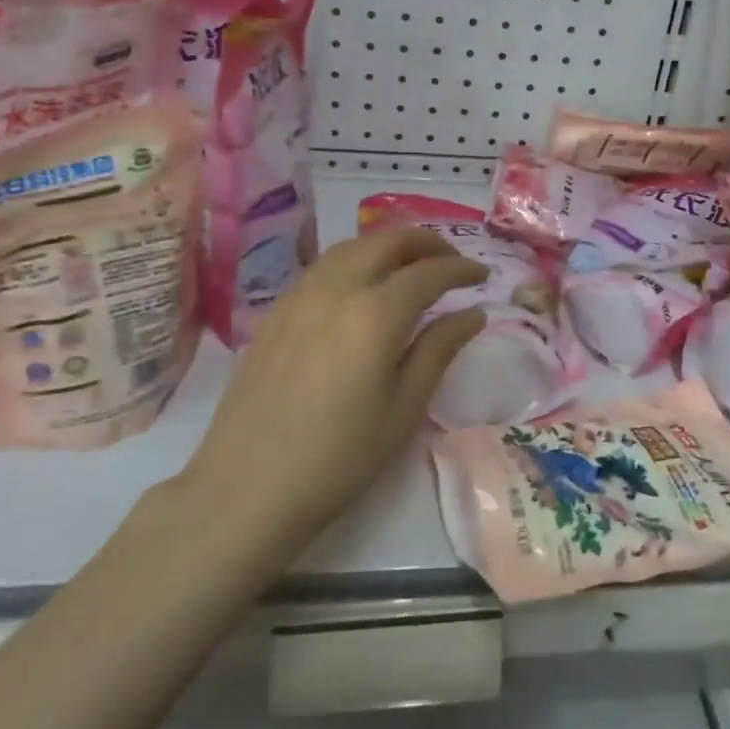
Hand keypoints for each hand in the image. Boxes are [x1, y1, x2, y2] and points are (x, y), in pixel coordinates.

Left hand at [177, 229, 488, 564]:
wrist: (247, 486)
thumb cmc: (339, 457)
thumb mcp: (403, 409)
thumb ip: (439, 350)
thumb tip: (472, 313)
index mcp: (376, 314)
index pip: (429, 272)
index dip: (461, 269)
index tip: (482, 276)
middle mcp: (338, 288)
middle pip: (388, 241)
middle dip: (426, 242)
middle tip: (451, 261)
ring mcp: (301, 294)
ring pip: (352, 246)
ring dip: (389, 246)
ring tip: (411, 265)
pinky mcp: (277, 309)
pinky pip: (325, 265)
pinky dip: (356, 259)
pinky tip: (362, 285)